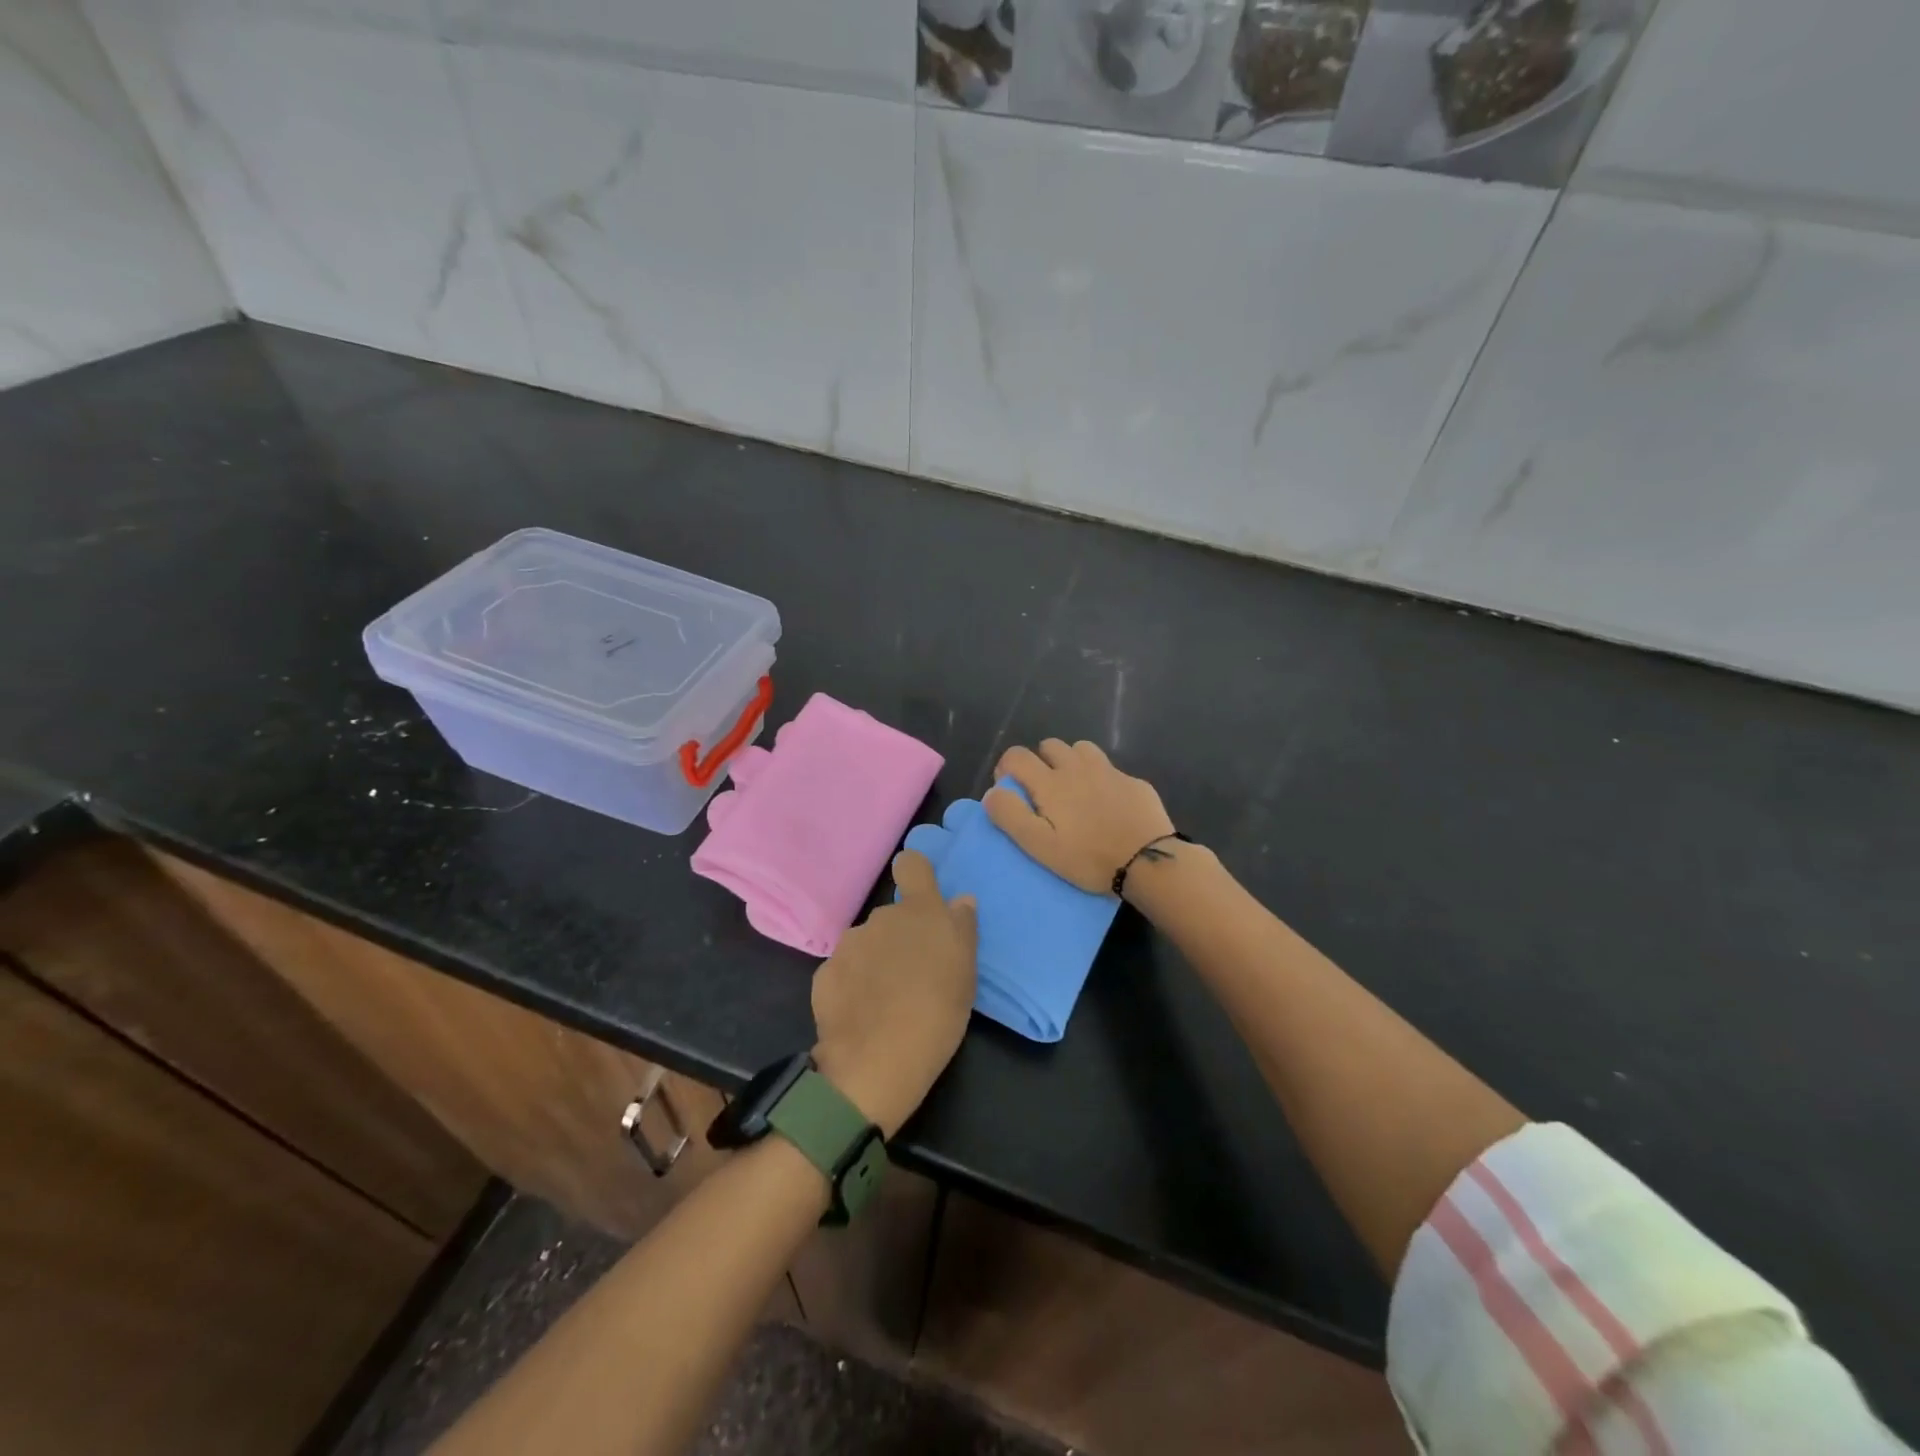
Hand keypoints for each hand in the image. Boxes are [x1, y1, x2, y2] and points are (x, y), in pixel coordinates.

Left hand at [811, 849, 977, 1138]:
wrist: (876, 1062)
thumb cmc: (937, 1013)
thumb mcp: (966, 972)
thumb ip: (962, 928)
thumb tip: (959, 900)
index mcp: (919, 911)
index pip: (912, 865)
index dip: (916, 872)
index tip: (920, 893)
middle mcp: (880, 918)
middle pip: (892, 916)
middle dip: (900, 937)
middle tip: (914, 975)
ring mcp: (848, 945)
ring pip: (867, 943)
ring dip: (876, 960)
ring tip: (886, 1000)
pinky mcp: (824, 973)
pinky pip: (845, 970)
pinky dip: (853, 985)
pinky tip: (862, 1014)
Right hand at [985, 739, 1174, 895]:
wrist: (1148, 862)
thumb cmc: (1088, 858)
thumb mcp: (1040, 846)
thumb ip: (1011, 816)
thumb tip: (992, 793)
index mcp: (1050, 782)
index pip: (1017, 755)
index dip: (1006, 768)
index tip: (1011, 790)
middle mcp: (1077, 767)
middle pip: (1050, 745)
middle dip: (1040, 762)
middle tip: (1044, 793)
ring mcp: (1109, 771)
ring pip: (1081, 749)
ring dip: (1071, 762)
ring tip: (1074, 790)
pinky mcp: (1134, 782)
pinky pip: (1110, 769)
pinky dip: (1100, 779)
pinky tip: (1107, 804)